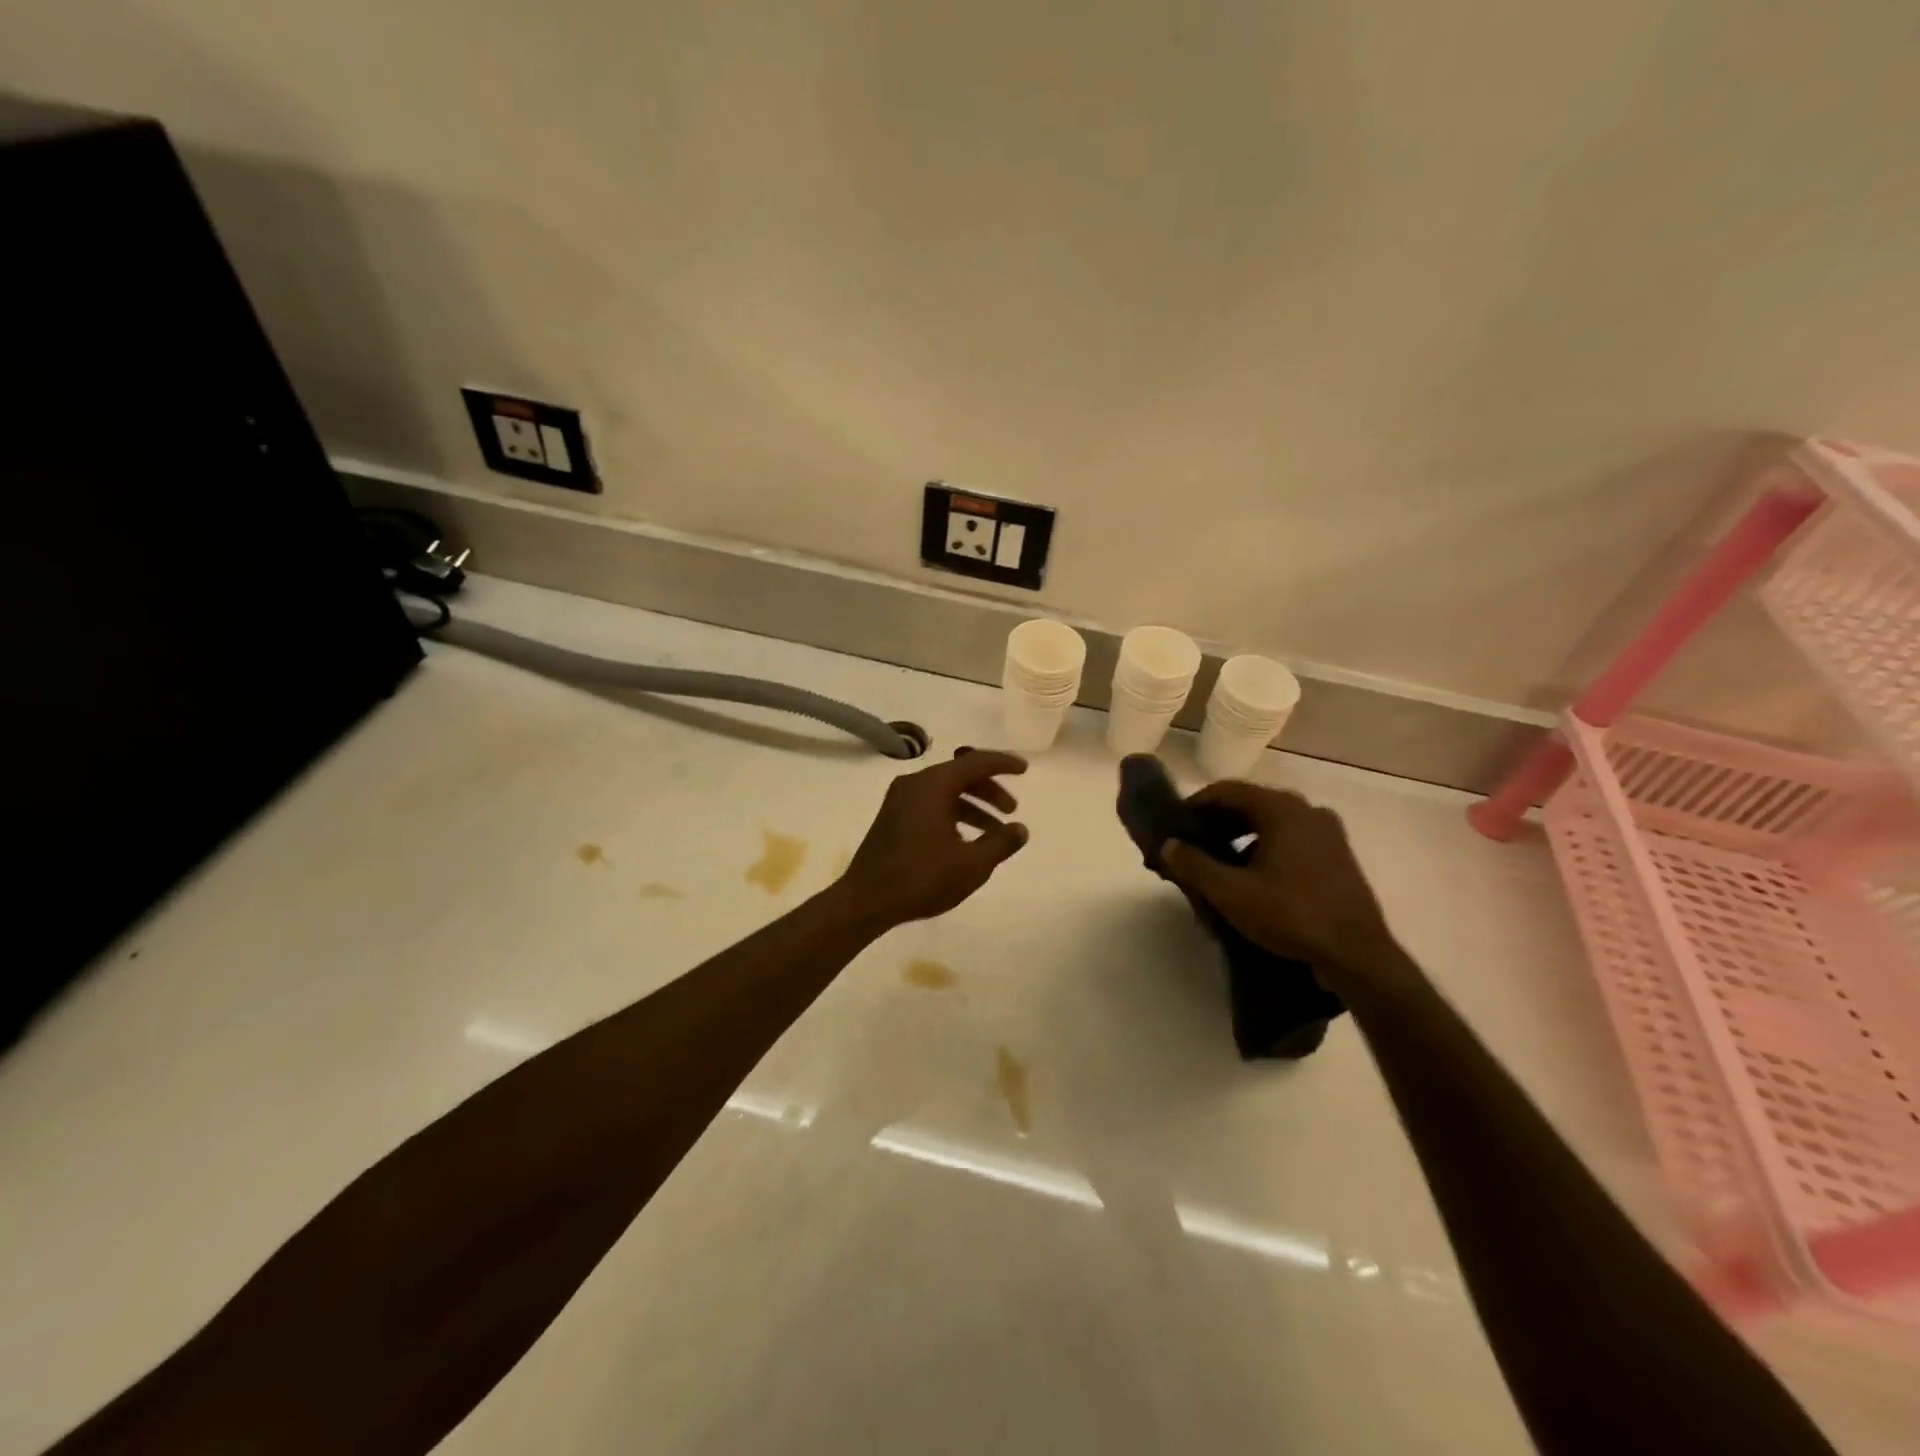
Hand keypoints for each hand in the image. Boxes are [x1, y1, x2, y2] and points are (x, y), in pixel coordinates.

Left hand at [837, 749, 1029, 926]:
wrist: (865, 901)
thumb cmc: (921, 878)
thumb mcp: (972, 865)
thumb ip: (1001, 843)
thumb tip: (1020, 829)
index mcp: (933, 785)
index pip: (975, 762)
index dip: (1003, 764)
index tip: (1024, 769)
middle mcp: (914, 784)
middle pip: (960, 775)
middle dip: (989, 790)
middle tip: (1011, 810)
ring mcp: (900, 800)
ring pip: (945, 792)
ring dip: (973, 807)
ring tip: (995, 833)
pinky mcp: (893, 818)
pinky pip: (931, 805)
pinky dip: (953, 815)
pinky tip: (966, 842)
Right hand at [1160, 781, 1408, 996]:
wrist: (1357, 955)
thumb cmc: (1291, 915)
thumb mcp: (1231, 893)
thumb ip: (1194, 865)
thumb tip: (1169, 845)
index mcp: (1282, 809)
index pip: (1227, 790)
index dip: (1195, 804)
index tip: (1175, 825)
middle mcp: (1307, 811)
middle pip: (1251, 803)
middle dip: (1217, 821)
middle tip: (1191, 844)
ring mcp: (1328, 833)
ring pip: (1272, 822)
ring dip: (1241, 835)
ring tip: (1217, 862)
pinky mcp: (1338, 856)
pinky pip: (1292, 839)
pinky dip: (1265, 847)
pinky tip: (1252, 876)